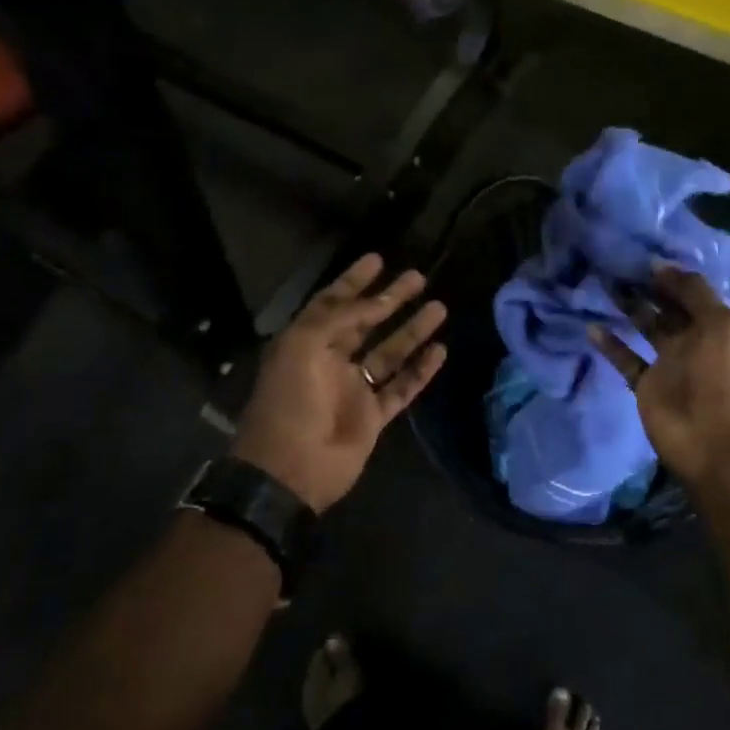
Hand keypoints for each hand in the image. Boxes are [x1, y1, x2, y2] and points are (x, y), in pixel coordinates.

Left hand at [232, 254, 447, 511]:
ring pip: (390, 352)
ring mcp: (354, 389)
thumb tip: (377, 301)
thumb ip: (341, 317)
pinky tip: (440, 351)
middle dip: (391, 299)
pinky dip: (421, 370)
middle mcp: (331, 360)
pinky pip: (402, 387)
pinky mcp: (374, 416)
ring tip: (439, 307)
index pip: (334, 302)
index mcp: (307, 341)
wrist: (289, 470)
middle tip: (417, 277)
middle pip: (367, 322)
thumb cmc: (290, 400)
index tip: (378, 259)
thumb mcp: (304, 345)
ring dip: (413, 330)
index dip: (354, 280)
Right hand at [589, 267, 729, 489]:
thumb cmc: (722, 380)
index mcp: (715, 326)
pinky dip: (610, 345)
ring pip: (644, 329)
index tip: (640, 256)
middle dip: (645, 287)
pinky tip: (592, 327)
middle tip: (615, 265)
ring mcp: (668, 364)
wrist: (715, 445)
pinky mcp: (647, 386)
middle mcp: (692, 341)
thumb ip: (693, 293)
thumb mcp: (719, 326)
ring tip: (602, 286)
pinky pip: (626, 359)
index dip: (668, 275)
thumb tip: (660, 265)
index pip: (690, 292)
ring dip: (627, 309)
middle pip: (666, 308)